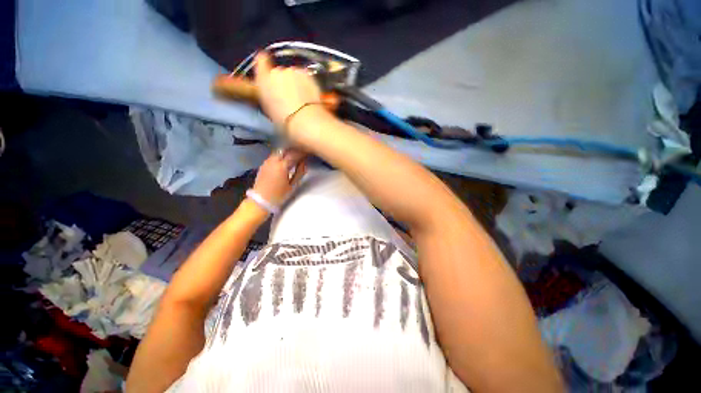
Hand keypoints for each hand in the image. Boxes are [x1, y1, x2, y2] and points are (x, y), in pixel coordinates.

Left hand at [251, 149, 306, 205]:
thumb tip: (303, 164)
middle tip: (302, 153)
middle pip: (286, 150)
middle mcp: (273, 161)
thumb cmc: (279, 195)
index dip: (302, 152)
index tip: (309, 152)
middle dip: (294, 150)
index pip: (294, 154)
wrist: (260, 201)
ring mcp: (267, 162)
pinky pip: (273, 156)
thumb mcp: (293, 185)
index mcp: (282, 166)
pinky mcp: (263, 165)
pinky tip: (284, 160)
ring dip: (287, 152)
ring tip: (294, 156)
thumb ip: (299, 172)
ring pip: (279, 152)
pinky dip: (280, 155)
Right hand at [254, 52, 322, 129]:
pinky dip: (307, 84)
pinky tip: (309, 97)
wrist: (304, 120)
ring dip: (296, 83)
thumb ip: (269, 97)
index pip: (261, 61)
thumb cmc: (285, 122)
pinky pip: (305, 77)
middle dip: (284, 82)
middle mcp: (276, 71)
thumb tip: (273, 96)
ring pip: (293, 75)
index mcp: (263, 80)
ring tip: (302, 99)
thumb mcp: (270, 110)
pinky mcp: (307, 74)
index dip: (264, 63)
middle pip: (279, 72)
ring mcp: (293, 71)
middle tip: (290, 97)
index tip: (267, 67)